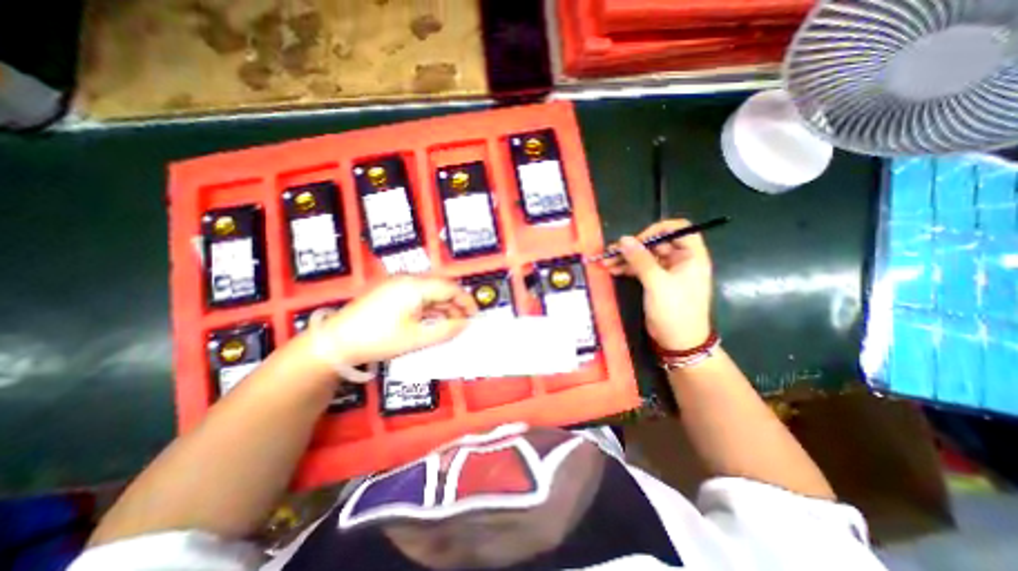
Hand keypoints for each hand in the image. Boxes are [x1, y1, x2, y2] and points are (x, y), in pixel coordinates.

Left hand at [309, 277, 478, 369]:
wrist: (335, 341)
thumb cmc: (378, 339)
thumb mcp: (416, 338)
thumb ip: (445, 330)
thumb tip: (465, 324)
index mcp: (415, 285)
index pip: (450, 288)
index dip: (466, 301)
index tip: (475, 316)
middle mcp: (408, 279)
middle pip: (441, 287)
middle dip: (455, 304)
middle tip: (463, 323)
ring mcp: (397, 284)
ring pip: (430, 292)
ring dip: (442, 307)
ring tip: (449, 324)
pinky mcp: (390, 291)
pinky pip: (417, 295)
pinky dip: (428, 307)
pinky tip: (431, 321)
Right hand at [603, 221, 712, 350]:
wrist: (678, 341)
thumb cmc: (675, 310)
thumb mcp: (657, 283)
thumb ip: (640, 260)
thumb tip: (623, 239)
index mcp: (691, 256)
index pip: (678, 229)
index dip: (657, 230)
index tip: (637, 240)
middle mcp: (680, 260)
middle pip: (656, 243)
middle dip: (633, 247)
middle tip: (613, 252)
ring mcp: (667, 271)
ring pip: (645, 256)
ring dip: (626, 258)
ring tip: (606, 262)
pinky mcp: (656, 281)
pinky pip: (640, 268)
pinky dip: (627, 268)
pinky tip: (612, 270)